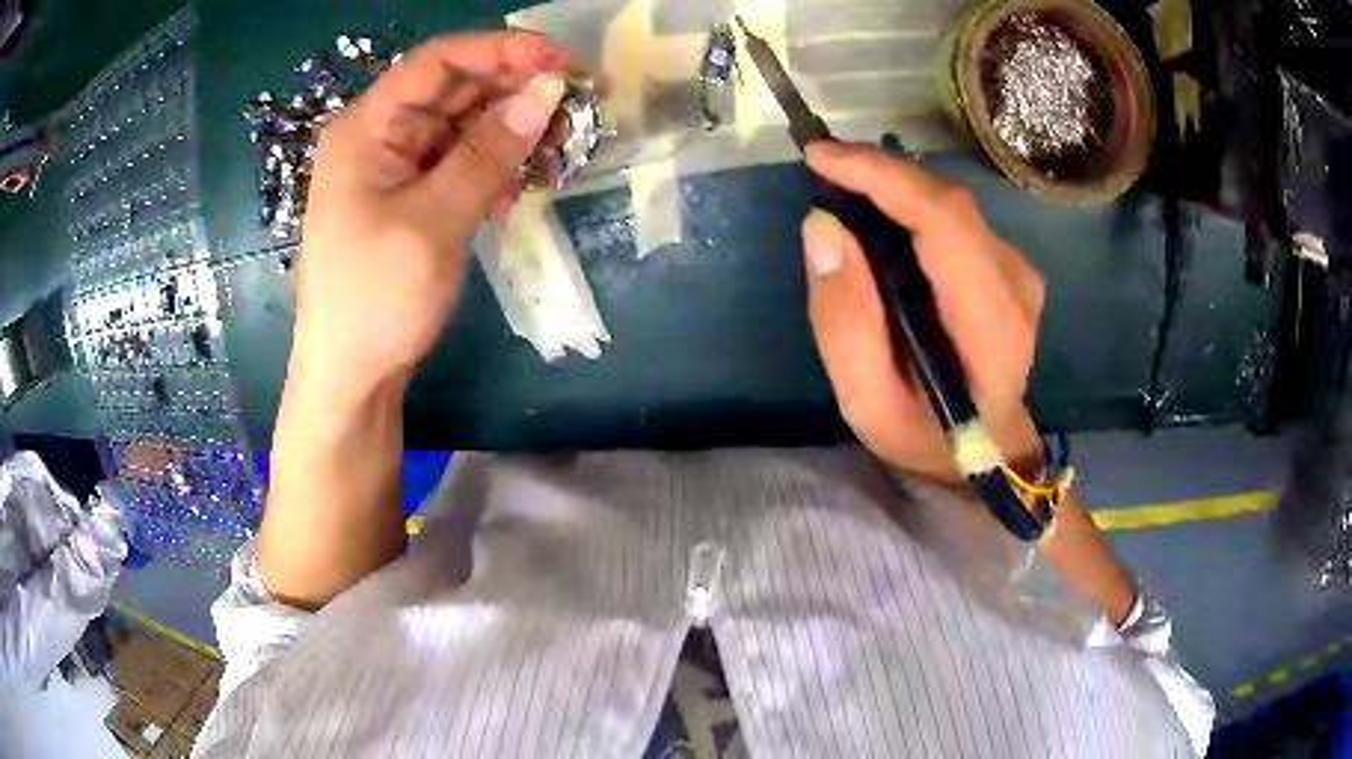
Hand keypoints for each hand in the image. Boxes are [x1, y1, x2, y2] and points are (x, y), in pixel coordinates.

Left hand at [291, 32, 571, 401]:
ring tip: (564, 141)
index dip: (501, 50)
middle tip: (580, 100)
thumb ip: (486, 153)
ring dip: (512, 129)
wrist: (351, 378)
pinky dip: (495, 164)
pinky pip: (460, 163)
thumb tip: (544, 93)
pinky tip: (524, 180)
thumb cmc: (376, 300)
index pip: (438, 61)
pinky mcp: (412, 198)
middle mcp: (379, 136)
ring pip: (463, 126)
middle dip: (515, 89)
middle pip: (454, 90)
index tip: (561, 61)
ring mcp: (395, 169)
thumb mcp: (433, 223)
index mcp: (366, 128)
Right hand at [801, 142, 1044, 483]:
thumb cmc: (926, 436)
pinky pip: (954, 217)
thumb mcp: (867, 402)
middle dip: (880, 172)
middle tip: (821, 167)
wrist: (986, 450)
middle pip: (948, 202)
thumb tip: (823, 226)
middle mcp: (1016, 285)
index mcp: (990, 325)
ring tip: (842, 188)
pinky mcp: (1007, 265)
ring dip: (893, 186)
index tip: (821, 158)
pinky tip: (878, 215)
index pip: (945, 223)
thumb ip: (844, 322)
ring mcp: (1018, 271)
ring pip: (950, 203)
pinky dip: (910, 203)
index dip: (883, 178)